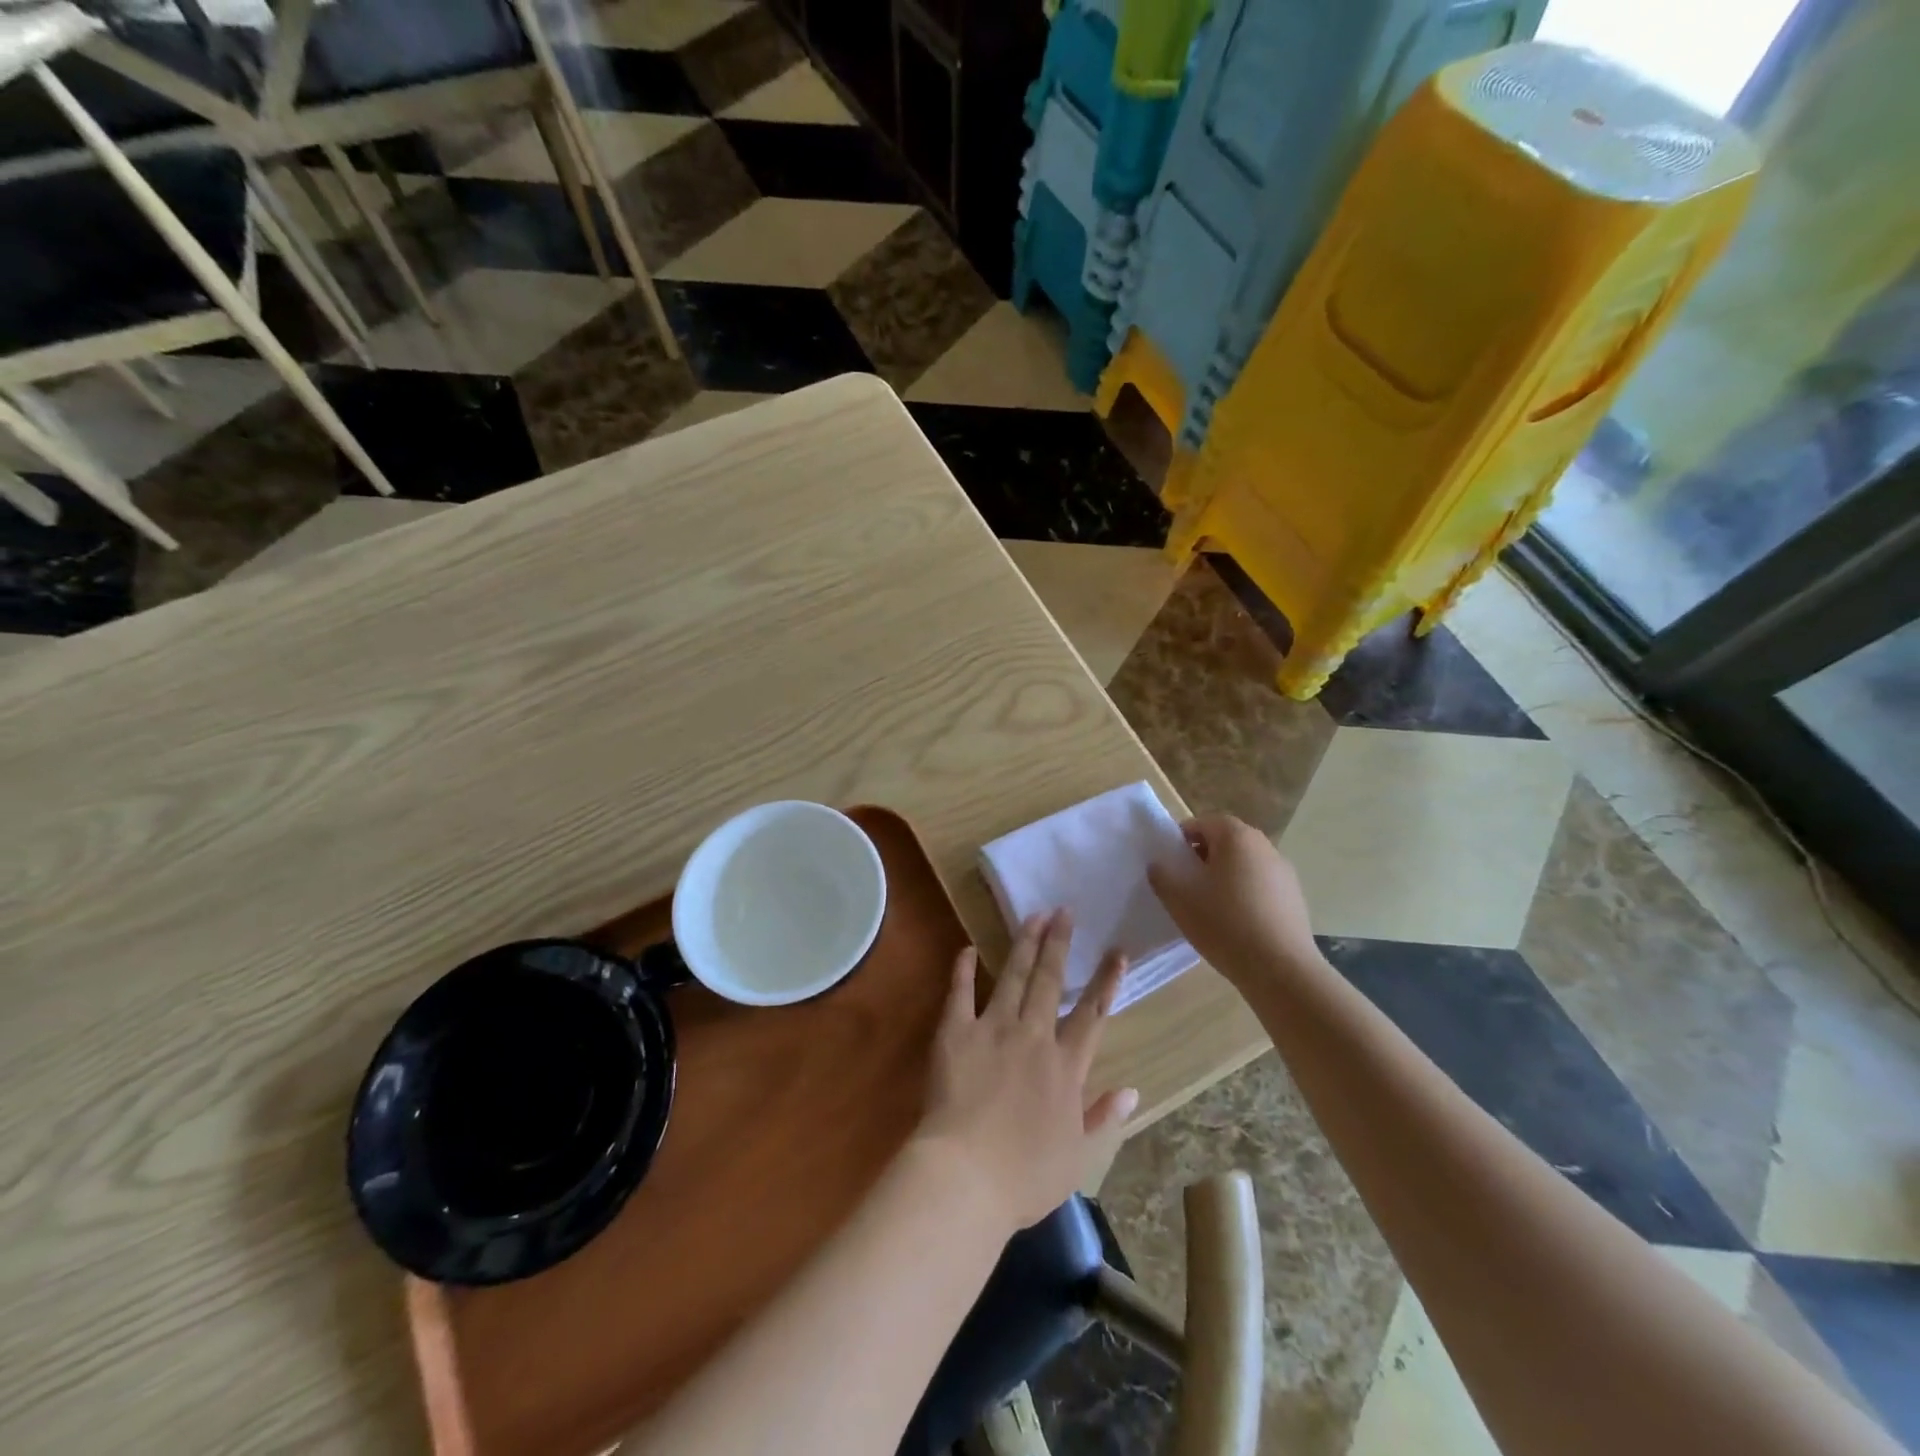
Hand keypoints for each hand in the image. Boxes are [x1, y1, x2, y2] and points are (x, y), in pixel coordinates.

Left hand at [915, 910, 1137, 1231]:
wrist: (966, 1176)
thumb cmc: (1025, 1176)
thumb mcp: (1078, 1157)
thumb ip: (1104, 1118)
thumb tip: (1133, 1090)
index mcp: (1066, 1066)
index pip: (1092, 1013)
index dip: (1106, 980)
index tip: (1116, 950)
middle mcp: (1033, 1036)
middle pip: (1050, 982)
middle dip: (1059, 943)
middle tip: (1064, 910)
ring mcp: (992, 1029)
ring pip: (1013, 977)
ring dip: (1024, 945)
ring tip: (1033, 916)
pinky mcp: (955, 1033)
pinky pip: (960, 993)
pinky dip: (963, 969)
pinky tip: (967, 948)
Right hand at [1147, 813, 1318, 986]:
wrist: (1281, 969)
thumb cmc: (1224, 925)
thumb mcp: (1179, 900)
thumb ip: (1162, 876)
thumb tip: (1159, 865)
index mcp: (1236, 837)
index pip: (1203, 823)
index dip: (1182, 840)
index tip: (1171, 864)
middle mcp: (1264, 845)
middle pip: (1226, 841)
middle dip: (1203, 857)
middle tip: (1187, 884)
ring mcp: (1284, 871)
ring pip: (1244, 863)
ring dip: (1225, 875)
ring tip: (1210, 906)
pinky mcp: (1295, 896)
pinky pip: (1261, 884)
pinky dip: (1245, 893)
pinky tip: (1236, 922)